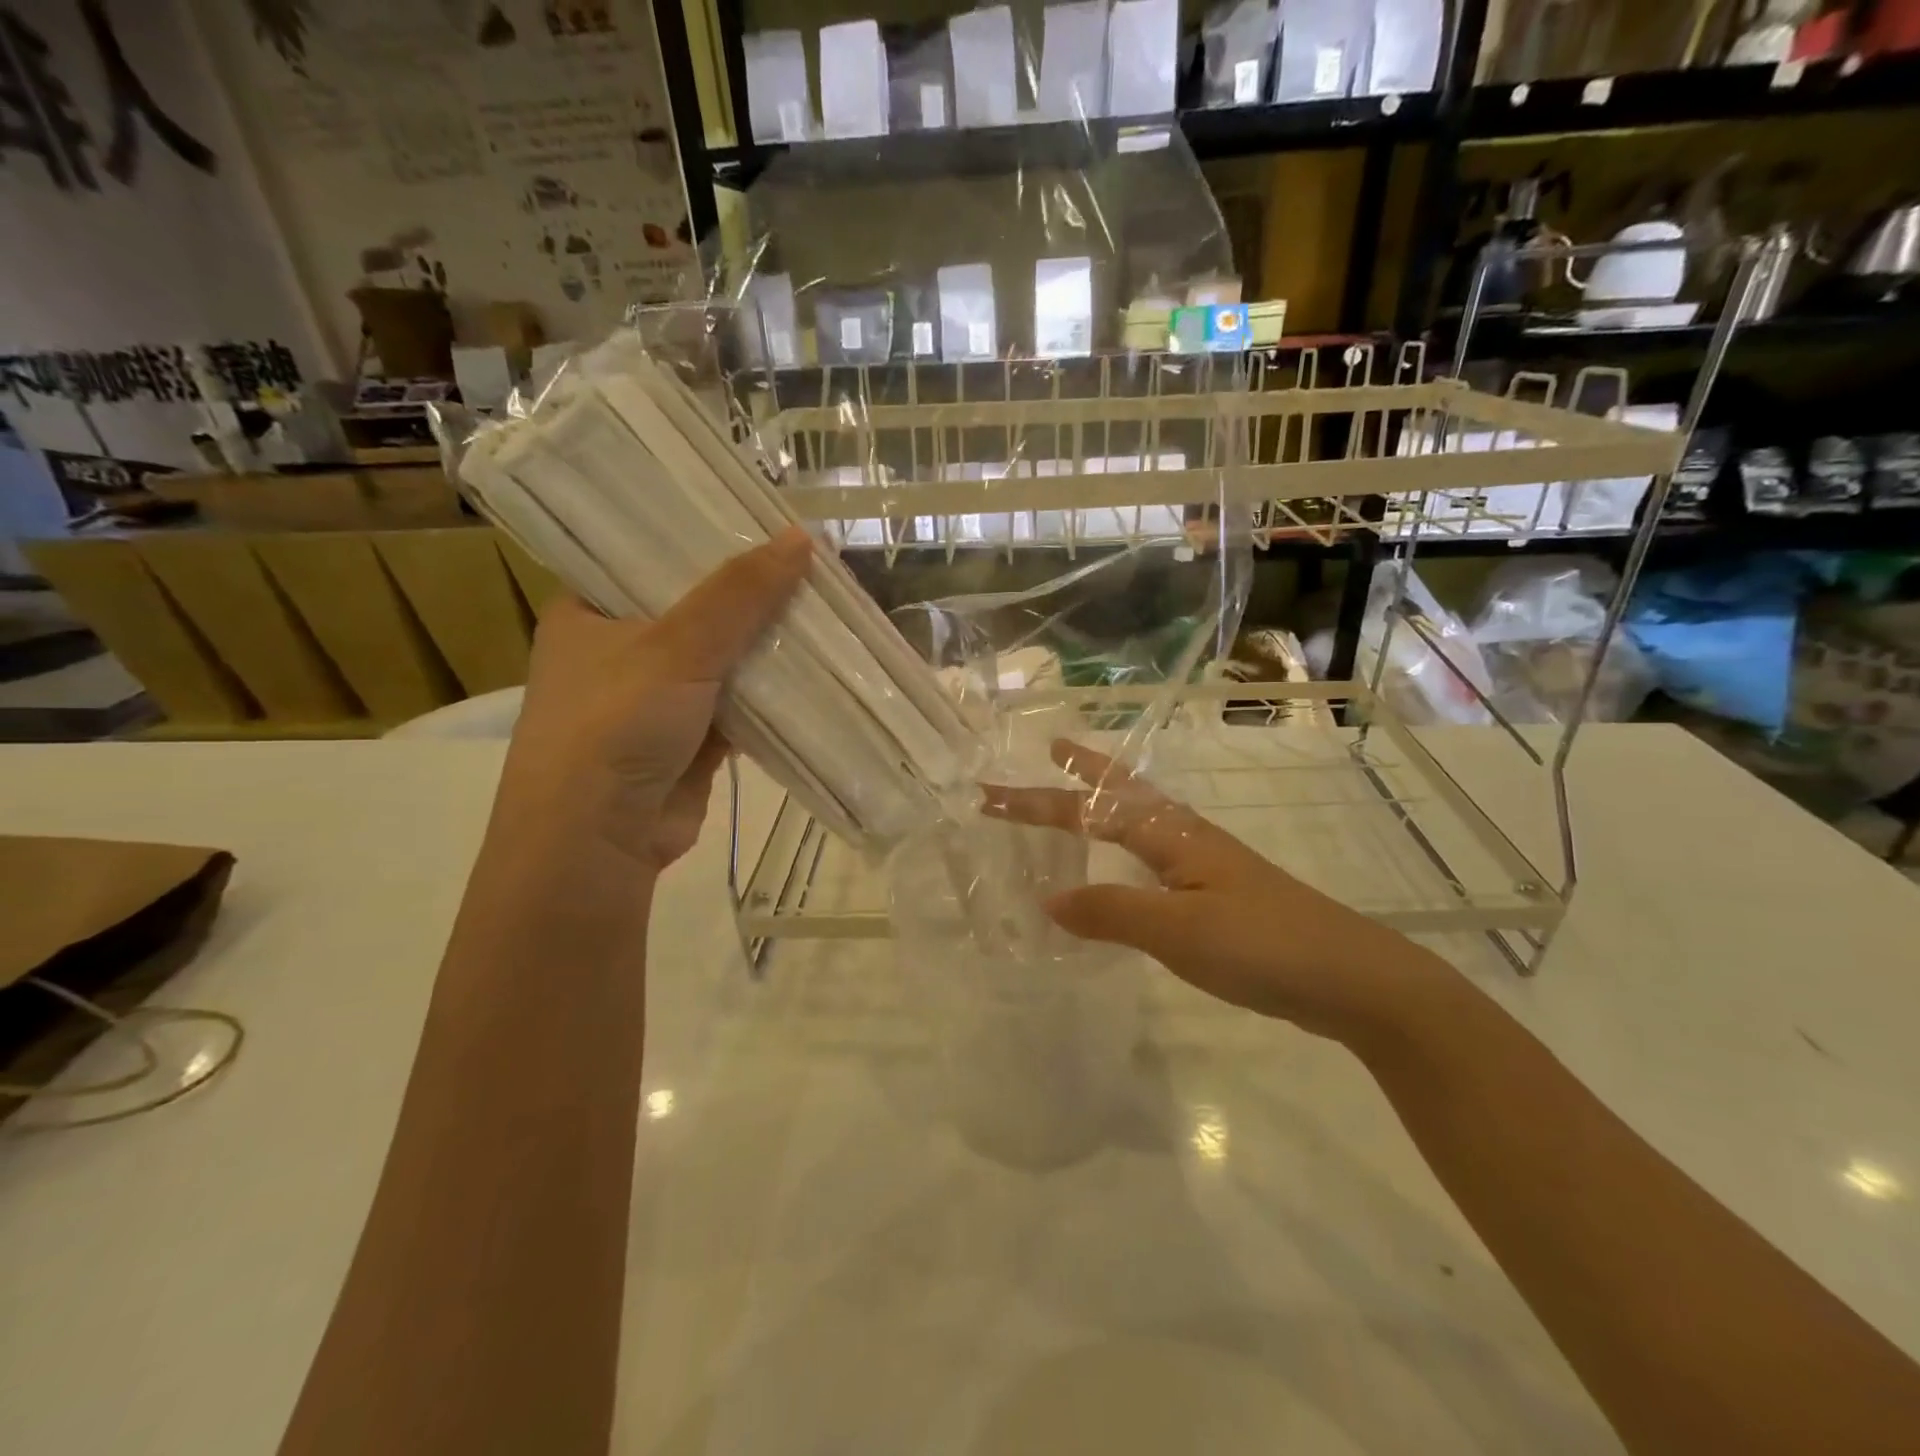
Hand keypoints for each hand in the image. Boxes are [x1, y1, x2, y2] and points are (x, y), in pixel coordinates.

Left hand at [493, 527, 811, 874]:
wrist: (596, 842)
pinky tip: (814, 672)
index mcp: (589, 612)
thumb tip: (803, 538)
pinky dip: (770, 695)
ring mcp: (655, 700)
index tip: (759, 519)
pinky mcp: (688, 741)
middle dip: (749, 597)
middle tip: (807, 565)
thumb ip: (739, 594)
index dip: (704, 538)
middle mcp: (619, 651)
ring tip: (824, 609)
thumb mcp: (676, 646)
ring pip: (722, 661)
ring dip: (766, 648)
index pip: (649, 556)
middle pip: (695, 609)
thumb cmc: (615, 726)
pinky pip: (738, 706)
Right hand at [980, 738, 1452, 1047]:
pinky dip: (1124, 849)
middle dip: (1082, 771)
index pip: (1088, 811)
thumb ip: (1111, 912)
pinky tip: (1123, 870)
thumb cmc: (1263, 945)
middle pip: (1123, 793)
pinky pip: (1153, 858)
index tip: (990, 796)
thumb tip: (1047, 899)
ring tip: (1076, 801)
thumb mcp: (1178, 931)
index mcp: (1172, 835)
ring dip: (1104, 804)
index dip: (1036, 803)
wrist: (1353, 979)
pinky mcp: (1218, 895)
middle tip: (1050, 749)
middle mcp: (1186, 838)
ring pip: (1141, 821)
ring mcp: (1206, 866)